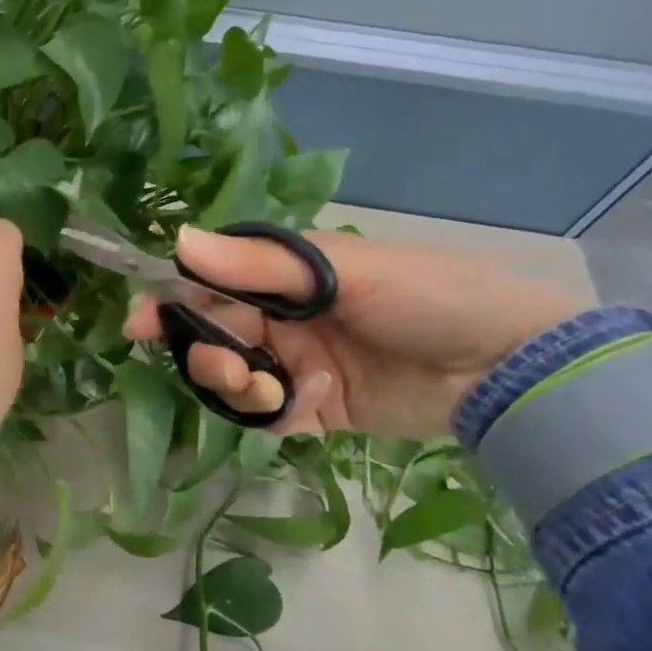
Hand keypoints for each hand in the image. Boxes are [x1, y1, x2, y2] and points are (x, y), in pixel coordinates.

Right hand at [125, 227, 584, 437]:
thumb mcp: (340, 270)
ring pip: (234, 375)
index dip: (172, 300)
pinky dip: (267, 412)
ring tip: (260, 388)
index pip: (210, 282)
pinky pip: (268, 412)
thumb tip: (177, 238)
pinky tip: (293, 405)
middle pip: (214, 332)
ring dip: (232, 383)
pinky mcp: (315, 407)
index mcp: (285, 274)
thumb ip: (256, 262)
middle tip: (221, 367)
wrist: (512, 368)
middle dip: (205, 350)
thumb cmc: (425, 295)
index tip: (139, 323)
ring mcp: (297, 362)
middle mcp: (282, 315)